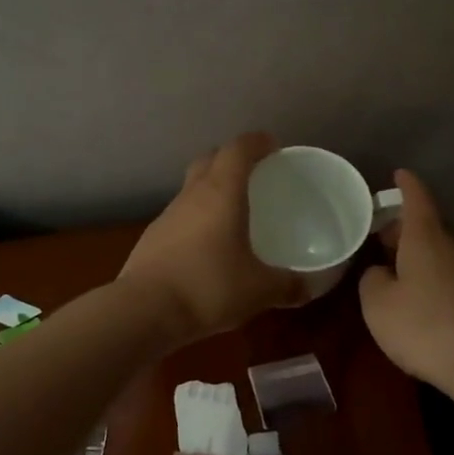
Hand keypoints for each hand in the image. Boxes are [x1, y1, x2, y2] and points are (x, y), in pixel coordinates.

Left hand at [120, 134, 308, 342]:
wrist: (144, 311)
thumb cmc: (209, 287)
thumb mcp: (259, 290)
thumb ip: (288, 286)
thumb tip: (309, 287)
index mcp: (221, 193)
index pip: (238, 150)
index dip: (256, 142)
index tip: (272, 146)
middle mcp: (192, 196)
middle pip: (209, 161)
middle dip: (230, 160)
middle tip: (253, 175)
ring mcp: (167, 217)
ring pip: (191, 189)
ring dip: (211, 191)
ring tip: (233, 213)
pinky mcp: (152, 240)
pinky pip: (180, 217)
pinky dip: (197, 220)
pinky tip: (208, 247)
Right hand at [359, 169, 453, 394]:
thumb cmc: (424, 328)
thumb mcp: (378, 305)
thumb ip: (372, 280)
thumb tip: (381, 272)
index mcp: (426, 241)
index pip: (417, 200)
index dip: (406, 186)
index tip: (400, 173)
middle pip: (428, 230)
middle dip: (404, 231)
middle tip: (381, 238)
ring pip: (442, 257)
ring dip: (420, 260)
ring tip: (398, 275)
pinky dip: (437, 284)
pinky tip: (426, 307)